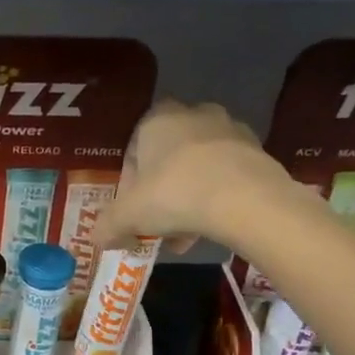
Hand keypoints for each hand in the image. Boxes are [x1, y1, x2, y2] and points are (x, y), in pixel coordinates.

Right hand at [91, 100, 295, 253]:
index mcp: (157, 119)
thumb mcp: (128, 216)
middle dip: (159, 193)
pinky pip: (225, 175)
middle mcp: (193, 115)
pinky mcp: (257, 151)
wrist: (247, 200)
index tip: (131, 211)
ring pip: (197, 168)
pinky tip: (210, 228)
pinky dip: (215, 198)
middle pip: (166, 158)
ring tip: (183, 235)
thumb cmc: (175, 194)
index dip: (128, 185)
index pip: (133, 150)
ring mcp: (230, 130)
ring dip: (187, 199)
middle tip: (156, 224)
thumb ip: (108, 226)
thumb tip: (96, 238)